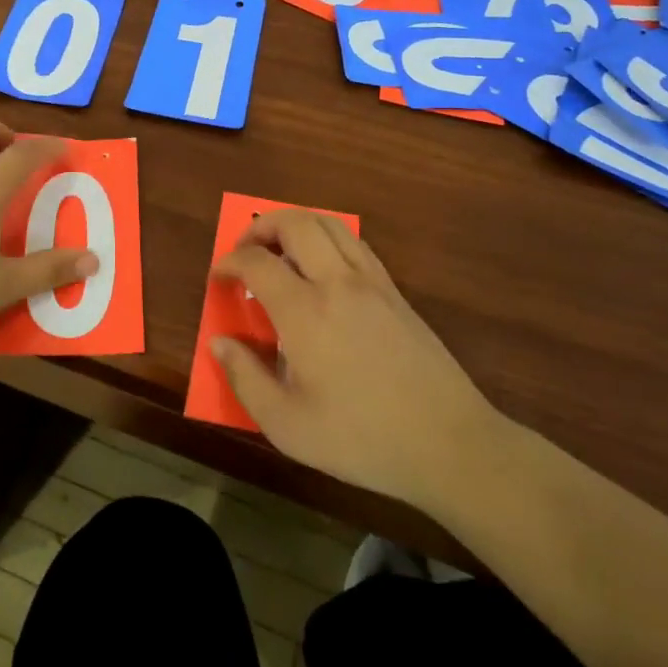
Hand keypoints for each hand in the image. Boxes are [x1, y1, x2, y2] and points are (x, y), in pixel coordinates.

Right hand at [211, 211, 499, 511]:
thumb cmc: (362, 438)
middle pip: (295, 223)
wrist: (448, 443)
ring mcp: (371, 283)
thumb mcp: (288, 426)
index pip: (257, 262)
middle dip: (261, 226)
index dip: (229, 262)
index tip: (218, 276)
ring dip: (296, 225)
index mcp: (305, 312)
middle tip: (245, 250)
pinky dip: (328, 239)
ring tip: (280, 250)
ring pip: (330, 224)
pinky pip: (355, 244)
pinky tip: (322, 267)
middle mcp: (337, 283)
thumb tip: (219, 342)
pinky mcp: (395, 292)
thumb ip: (245, 379)